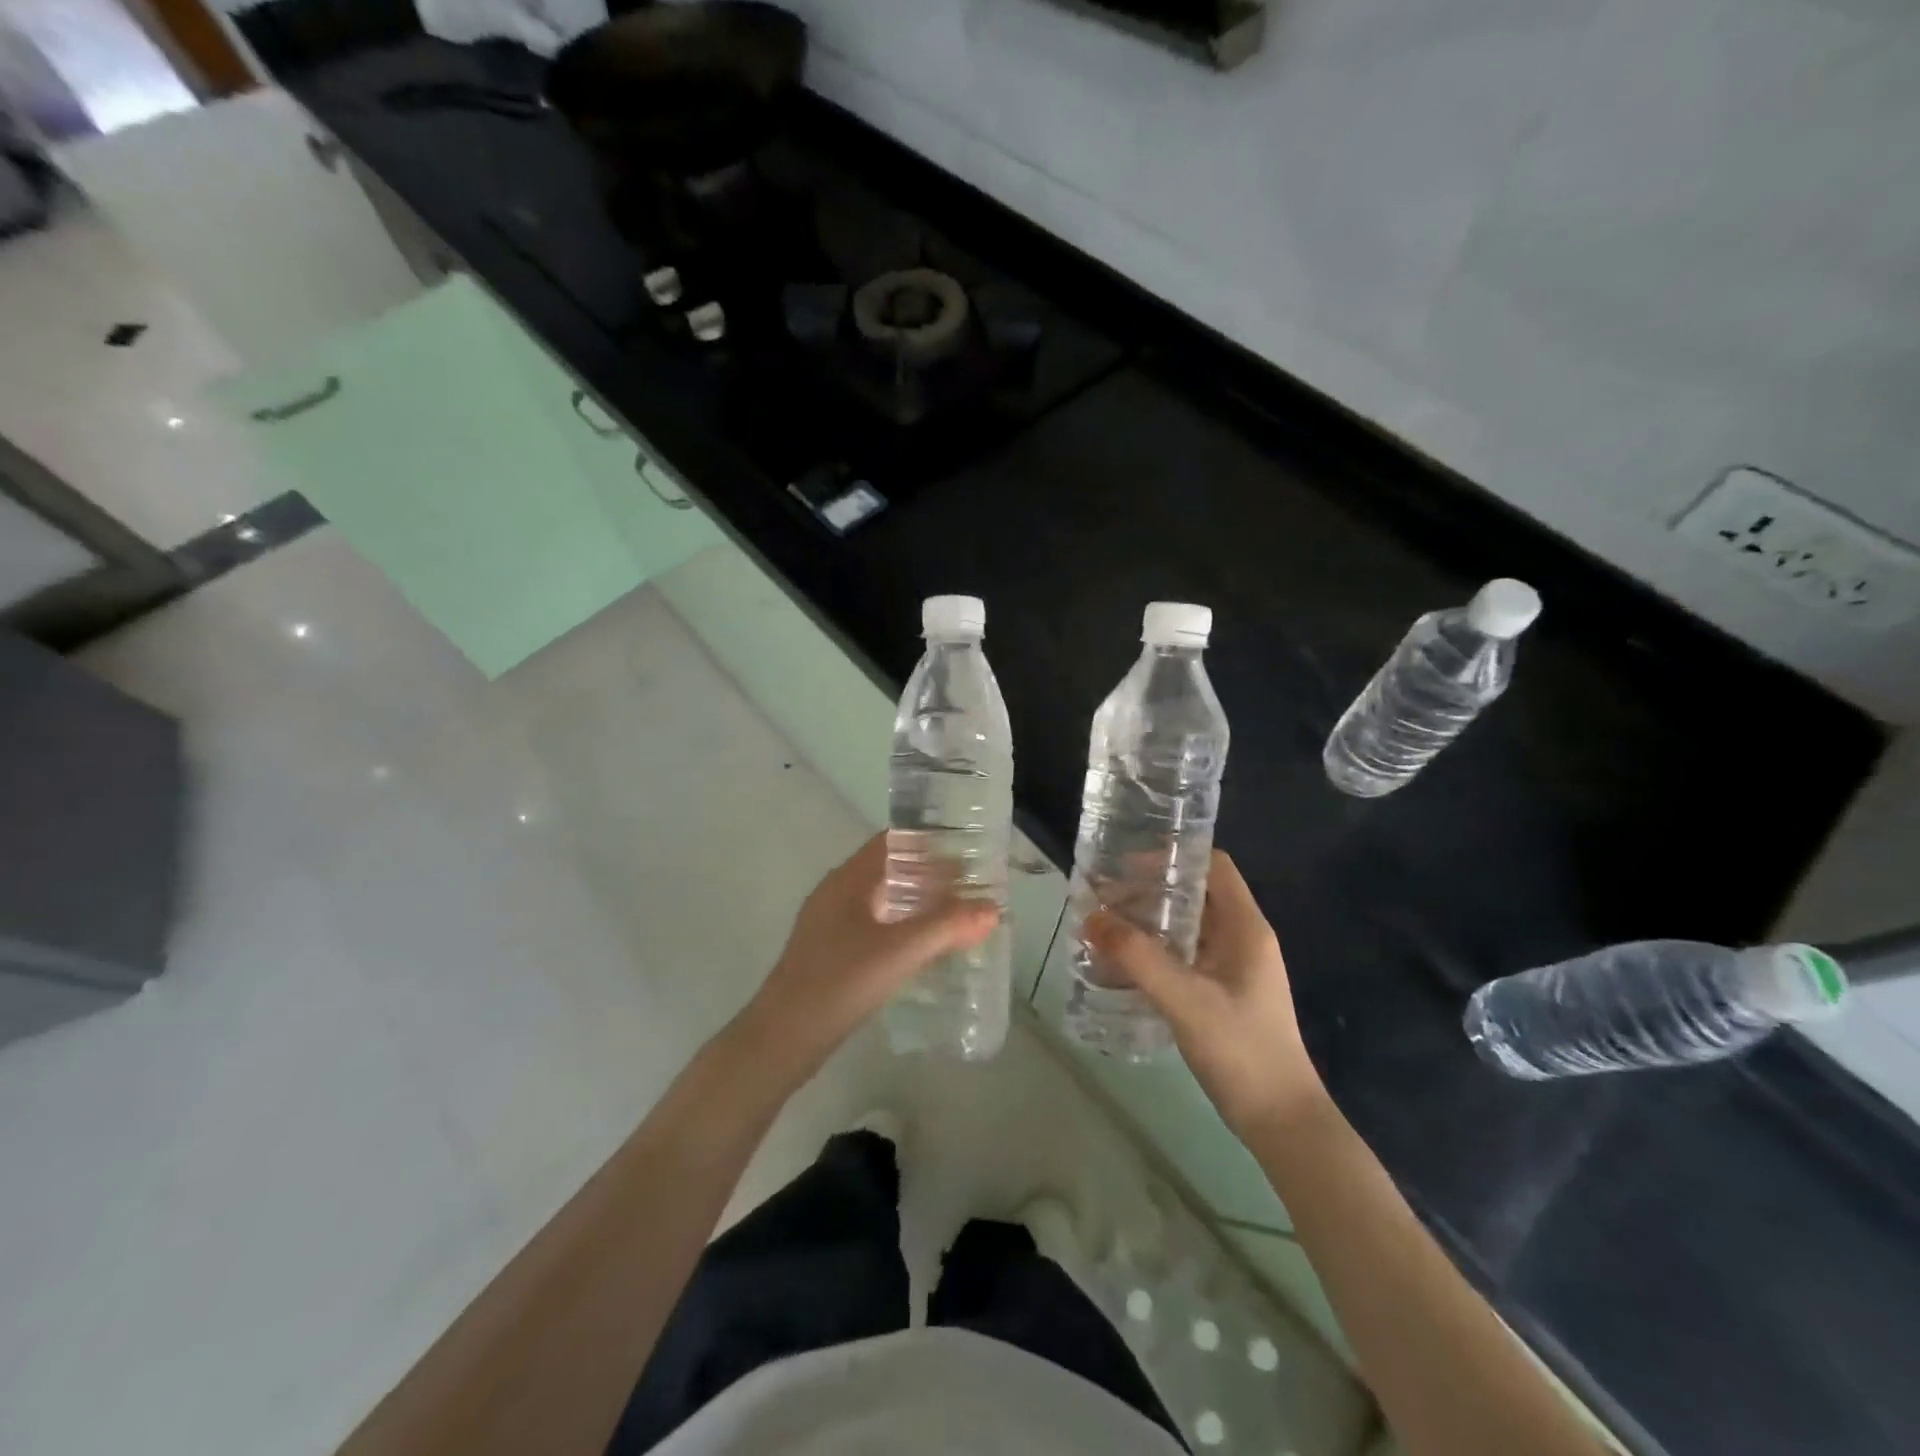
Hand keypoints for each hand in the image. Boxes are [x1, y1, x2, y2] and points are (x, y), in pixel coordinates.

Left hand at [733, 833, 998, 1082]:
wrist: (782, 1039)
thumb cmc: (838, 983)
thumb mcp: (899, 952)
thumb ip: (946, 927)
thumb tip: (992, 908)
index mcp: (847, 880)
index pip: (891, 842)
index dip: (927, 842)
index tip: (965, 848)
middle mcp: (836, 894)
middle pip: (888, 870)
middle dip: (928, 874)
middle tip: (970, 884)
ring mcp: (830, 926)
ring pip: (881, 901)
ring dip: (916, 903)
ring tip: (955, 914)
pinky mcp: (830, 954)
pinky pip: (874, 927)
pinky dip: (901, 928)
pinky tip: (923, 948)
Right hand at [1085, 851, 1323, 1135]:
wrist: (1281, 1121)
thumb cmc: (1241, 1049)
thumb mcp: (1185, 999)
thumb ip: (1137, 957)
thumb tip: (1090, 917)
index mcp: (1246, 927)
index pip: (1213, 866)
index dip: (1173, 857)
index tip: (1127, 864)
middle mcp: (1243, 939)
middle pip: (1196, 895)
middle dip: (1150, 891)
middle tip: (1104, 897)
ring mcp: (1234, 969)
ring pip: (1188, 928)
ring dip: (1150, 923)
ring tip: (1105, 926)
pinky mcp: (1223, 994)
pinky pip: (1186, 957)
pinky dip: (1156, 952)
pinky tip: (1124, 964)